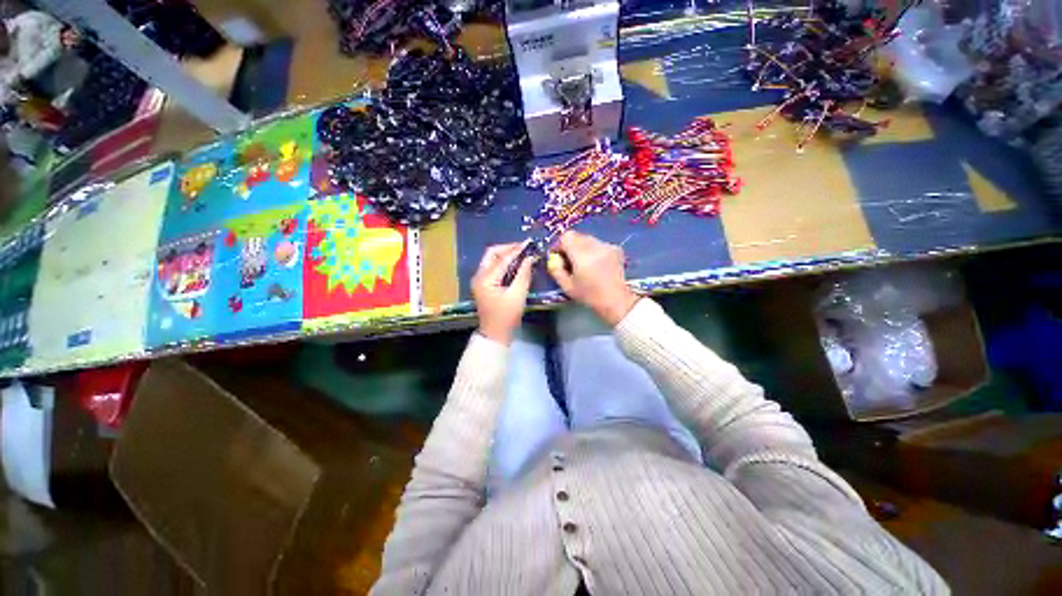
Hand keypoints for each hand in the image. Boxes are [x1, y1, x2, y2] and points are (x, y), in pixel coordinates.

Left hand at [472, 243, 535, 344]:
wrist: (495, 334)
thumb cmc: (506, 317)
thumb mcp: (518, 296)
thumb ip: (523, 275)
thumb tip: (529, 258)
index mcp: (485, 279)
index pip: (502, 259)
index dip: (516, 250)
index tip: (529, 243)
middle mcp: (478, 276)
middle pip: (492, 254)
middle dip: (508, 249)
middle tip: (524, 248)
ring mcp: (479, 279)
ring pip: (491, 259)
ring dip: (506, 255)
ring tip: (522, 254)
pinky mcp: (483, 283)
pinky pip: (493, 267)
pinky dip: (503, 263)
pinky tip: (515, 264)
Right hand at [548, 231, 639, 325]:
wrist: (616, 300)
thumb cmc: (590, 296)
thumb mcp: (567, 286)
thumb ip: (556, 269)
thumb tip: (553, 258)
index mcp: (582, 255)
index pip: (566, 237)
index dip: (559, 245)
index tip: (558, 256)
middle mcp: (595, 246)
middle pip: (577, 236)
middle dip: (569, 246)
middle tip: (568, 260)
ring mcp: (607, 246)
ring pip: (587, 239)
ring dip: (581, 247)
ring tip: (582, 263)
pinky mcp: (615, 248)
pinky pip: (598, 243)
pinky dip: (592, 250)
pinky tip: (595, 264)